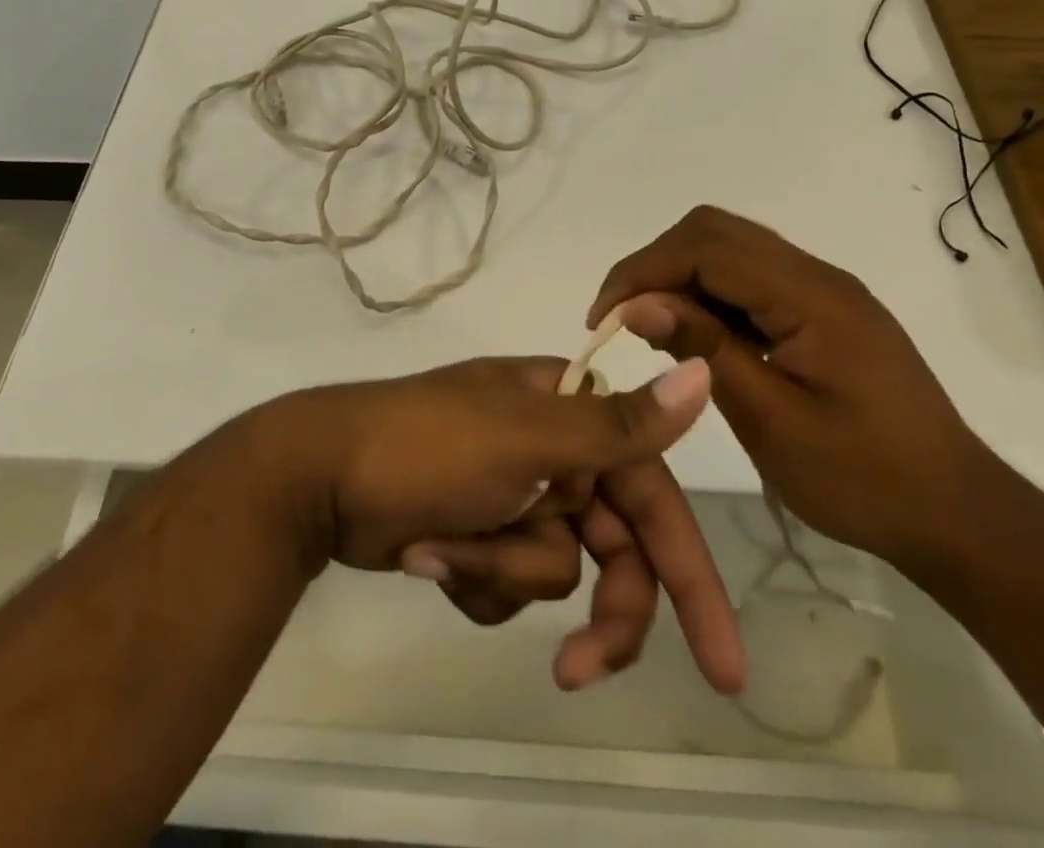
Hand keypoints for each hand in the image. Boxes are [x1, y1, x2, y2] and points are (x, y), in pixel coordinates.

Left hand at [272, 357, 745, 693]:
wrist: (319, 476)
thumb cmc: (427, 445)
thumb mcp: (527, 436)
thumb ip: (617, 423)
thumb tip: (701, 371)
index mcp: (570, 414)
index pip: (652, 494)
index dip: (689, 572)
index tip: (723, 662)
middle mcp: (552, 451)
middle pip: (611, 551)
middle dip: (595, 609)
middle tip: (577, 671)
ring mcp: (514, 494)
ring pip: (554, 573)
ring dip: (500, 573)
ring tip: (442, 547)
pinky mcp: (480, 532)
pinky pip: (507, 584)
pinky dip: (473, 576)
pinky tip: (426, 551)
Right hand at [588, 205, 1005, 569]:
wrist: (958, 514)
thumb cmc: (867, 481)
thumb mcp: (773, 423)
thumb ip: (704, 350)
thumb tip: (637, 304)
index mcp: (811, 297)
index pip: (706, 248)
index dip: (644, 271)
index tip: (603, 317)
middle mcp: (817, 275)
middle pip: (714, 231)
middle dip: (656, 265)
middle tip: (623, 319)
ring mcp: (823, 289)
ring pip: (729, 248)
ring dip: (680, 277)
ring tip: (652, 331)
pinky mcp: (822, 309)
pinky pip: (750, 279)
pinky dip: (709, 295)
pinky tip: (696, 339)